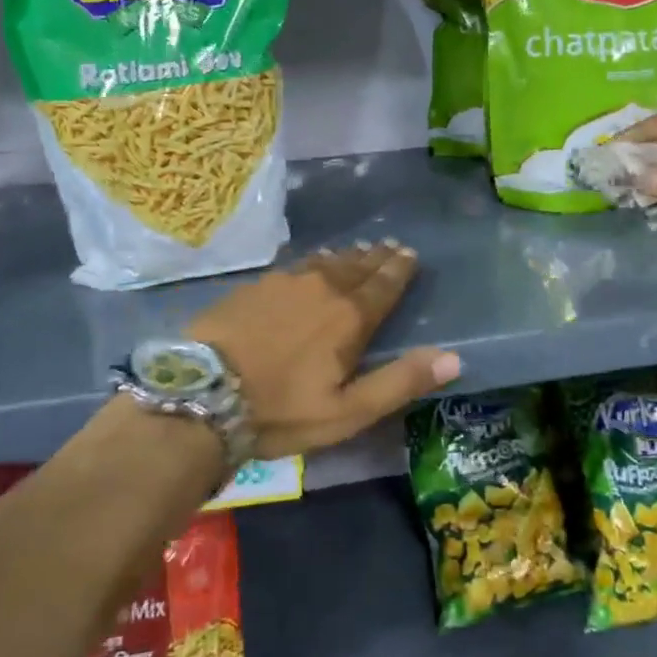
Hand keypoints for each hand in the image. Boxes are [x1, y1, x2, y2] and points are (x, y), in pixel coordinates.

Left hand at [188, 241, 461, 456]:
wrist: (202, 396)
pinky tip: (310, 265)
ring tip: (357, 251)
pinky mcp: (254, 286)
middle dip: (377, 257)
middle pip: (357, 267)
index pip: (384, 284)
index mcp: (349, 317)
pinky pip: (295, 266)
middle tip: (390, 245)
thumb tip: (454, 357)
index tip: (410, 253)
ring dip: (346, 257)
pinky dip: (312, 263)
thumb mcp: (348, 411)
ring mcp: (284, 283)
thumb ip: (400, 381)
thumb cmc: (281, 410)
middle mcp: (322, 289)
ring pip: (325, 262)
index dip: (400, 268)